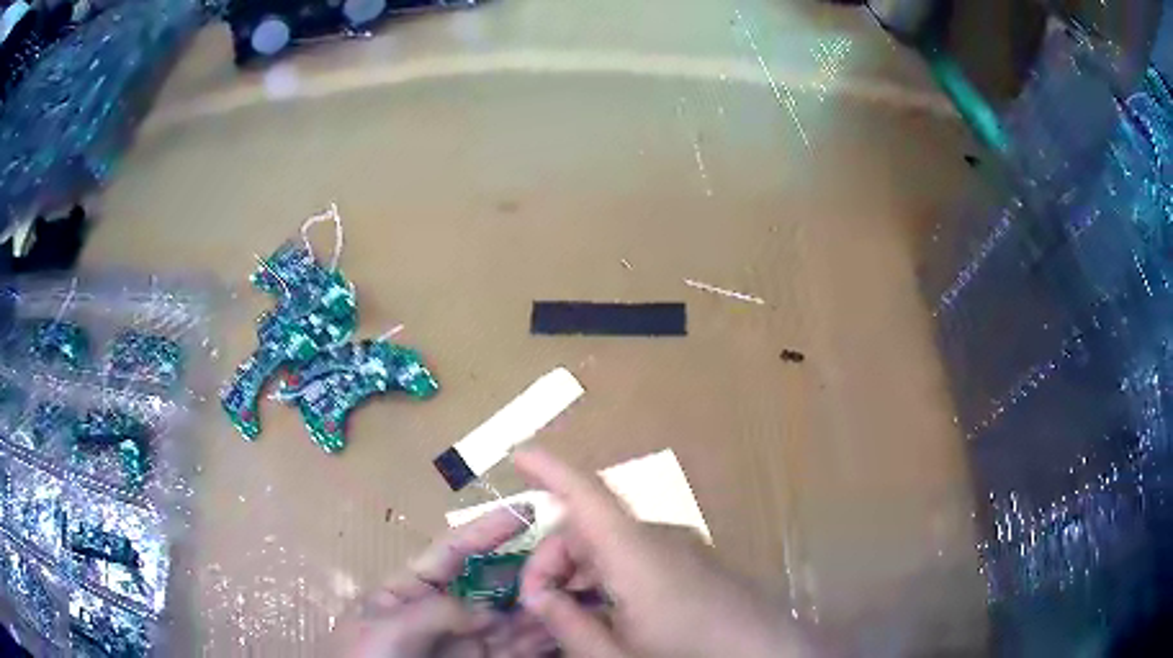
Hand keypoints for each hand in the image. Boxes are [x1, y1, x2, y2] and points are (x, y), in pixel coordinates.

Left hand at [335, 506, 553, 657]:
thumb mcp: (386, 628)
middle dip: (527, 572)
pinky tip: (565, 628)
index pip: (451, 553)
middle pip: (491, 587)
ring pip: (509, 620)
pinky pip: (513, 651)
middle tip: (571, 558)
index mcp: (408, 591)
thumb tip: (490, 612)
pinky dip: (540, 641)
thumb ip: (438, 611)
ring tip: (582, 591)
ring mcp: (462, 644)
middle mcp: (441, 614)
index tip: (525, 511)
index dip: (487, 530)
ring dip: (542, 606)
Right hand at [514, 448, 818, 657]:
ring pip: (613, 543)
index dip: (549, 469)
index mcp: (635, 553)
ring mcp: (682, 548)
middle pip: (590, 527)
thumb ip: (568, 624)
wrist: (770, 654)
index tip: (518, 454)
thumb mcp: (615, 654)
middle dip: (553, 558)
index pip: (585, 494)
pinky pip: (638, 556)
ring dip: (581, 570)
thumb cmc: (689, 655)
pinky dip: (609, 575)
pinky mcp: (695, 563)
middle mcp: (659, 538)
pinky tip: (606, 612)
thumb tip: (537, 597)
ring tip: (569, 614)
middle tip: (538, 604)